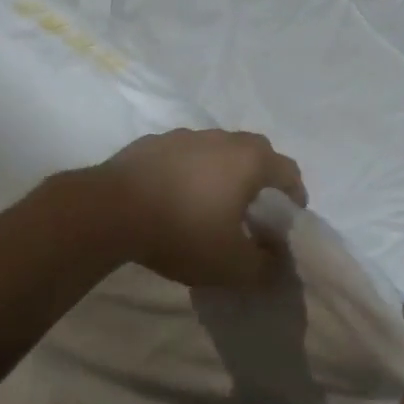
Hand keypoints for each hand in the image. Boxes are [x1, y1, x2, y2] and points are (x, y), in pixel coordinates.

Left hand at [94, 128, 306, 287]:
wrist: (109, 211)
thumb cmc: (183, 232)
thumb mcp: (230, 266)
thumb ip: (263, 267)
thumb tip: (276, 262)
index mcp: (249, 161)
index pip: (288, 170)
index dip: (295, 193)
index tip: (290, 216)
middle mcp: (222, 139)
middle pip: (255, 151)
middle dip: (261, 176)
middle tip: (254, 206)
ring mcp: (184, 136)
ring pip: (216, 149)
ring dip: (222, 170)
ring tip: (210, 200)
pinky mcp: (151, 142)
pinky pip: (182, 155)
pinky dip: (187, 171)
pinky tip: (173, 195)